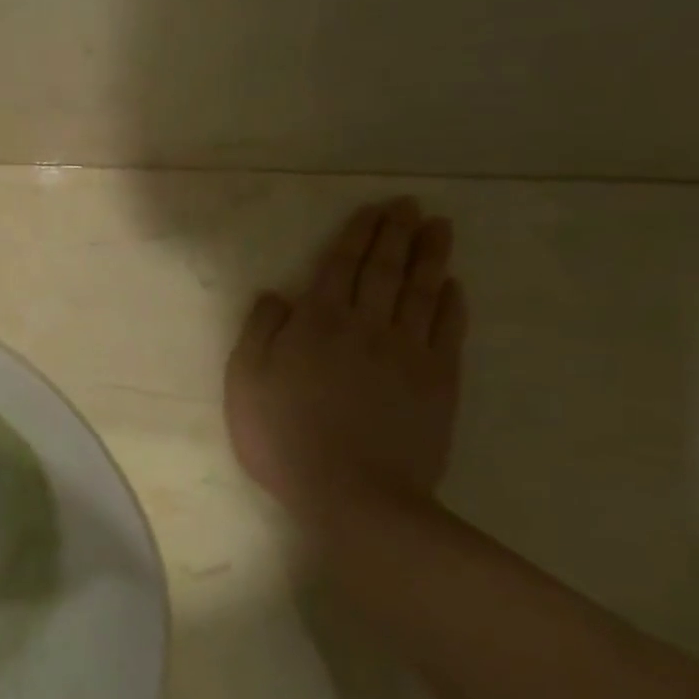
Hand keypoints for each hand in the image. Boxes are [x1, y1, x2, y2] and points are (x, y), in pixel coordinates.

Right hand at [224, 198, 466, 520]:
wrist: (354, 494)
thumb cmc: (285, 437)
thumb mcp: (246, 383)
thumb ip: (259, 332)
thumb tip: (277, 294)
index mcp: (318, 323)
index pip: (341, 266)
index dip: (358, 234)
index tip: (374, 209)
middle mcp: (367, 325)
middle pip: (385, 269)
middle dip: (396, 233)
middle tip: (410, 205)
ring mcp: (408, 352)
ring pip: (421, 291)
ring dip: (430, 256)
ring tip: (439, 228)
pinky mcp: (438, 381)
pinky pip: (448, 331)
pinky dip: (452, 303)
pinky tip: (453, 286)